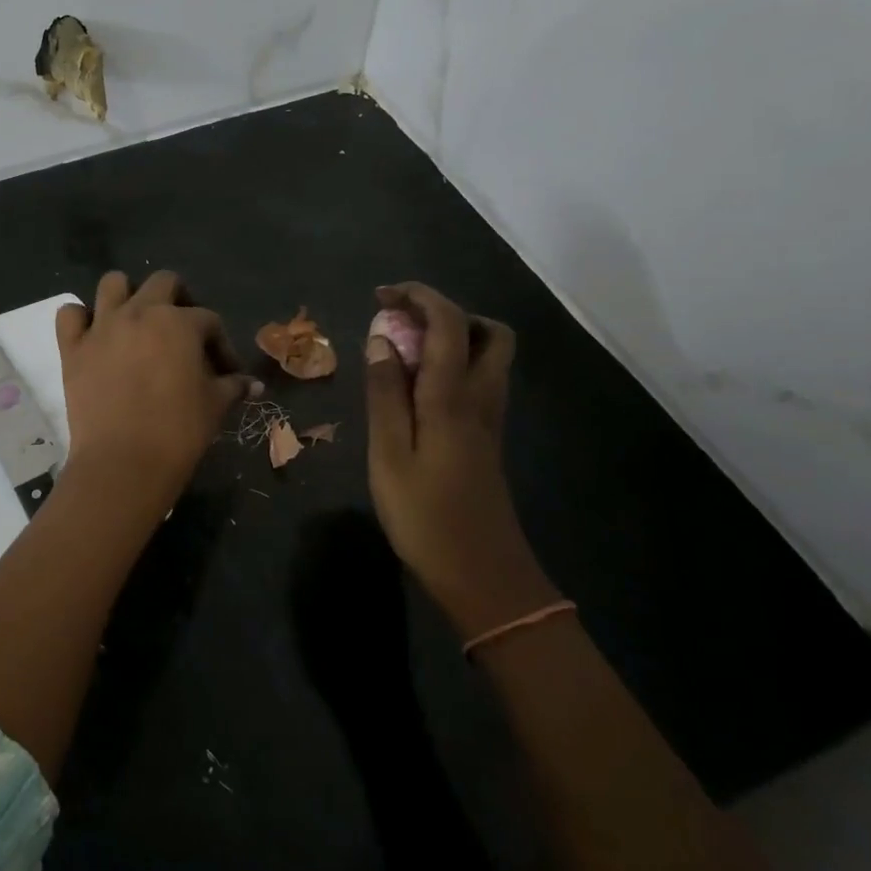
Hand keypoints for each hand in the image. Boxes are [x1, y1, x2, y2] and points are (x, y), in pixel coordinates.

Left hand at [55, 270, 255, 514]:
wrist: (123, 462)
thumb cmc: (178, 431)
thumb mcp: (215, 406)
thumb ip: (233, 386)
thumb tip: (252, 383)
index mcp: (179, 322)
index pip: (209, 320)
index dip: (221, 344)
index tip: (226, 372)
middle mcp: (140, 312)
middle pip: (163, 282)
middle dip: (179, 299)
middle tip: (183, 332)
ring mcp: (102, 327)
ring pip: (113, 283)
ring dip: (127, 295)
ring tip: (136, 322)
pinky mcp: (73, 348)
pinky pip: (69, 314)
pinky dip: (80, 318)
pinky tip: (93, 335)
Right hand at [364, 283, 557, 637]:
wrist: (482, 575)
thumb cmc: (425, 516)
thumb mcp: (389, 454)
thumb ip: (385, 393)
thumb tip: (381, 340)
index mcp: (453, 396)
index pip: (449, 323)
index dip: (419, 297)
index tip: (382, 295)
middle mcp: (481, 397)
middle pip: (488, 332)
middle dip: (447, 312)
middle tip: (402, 324)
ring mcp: (489, 419)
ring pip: (488, 357)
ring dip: (452, 338)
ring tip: (403, 353)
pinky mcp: (486, 439)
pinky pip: (478, 381)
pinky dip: (452, 366)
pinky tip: (416, 389)